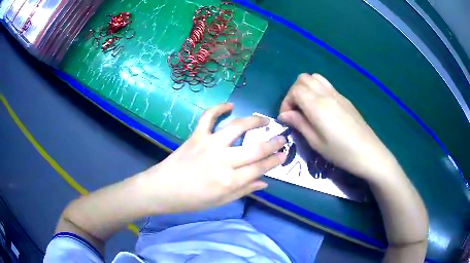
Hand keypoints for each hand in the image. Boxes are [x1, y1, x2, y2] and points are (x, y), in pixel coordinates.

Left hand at [140, 103, 286, 213]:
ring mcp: (209, 145)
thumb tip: (265, 183)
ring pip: (237, 127)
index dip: (274, 161)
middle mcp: (223, 160)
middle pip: (255, 149)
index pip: (260, 168)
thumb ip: (244, 190)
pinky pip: (208, 117)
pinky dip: (218, 108)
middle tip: (282, 138)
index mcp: (230, 180)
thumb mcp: (221, 201)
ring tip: (265, 120)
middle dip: (273, 142)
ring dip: (254, 121)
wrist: (163, 189)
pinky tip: (230, 105)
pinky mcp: (197, 136)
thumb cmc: (192, 200)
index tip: (284, 154)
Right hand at [279, 73, 397, 180]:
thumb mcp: (316, 143)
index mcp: (318, 105)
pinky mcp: (345, 98)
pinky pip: (326, 84)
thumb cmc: (341, 152)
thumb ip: (299, 124)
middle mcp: (326, 94)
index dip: (286, 101)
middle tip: (296, 111)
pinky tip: (321, 108)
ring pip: (315, 77)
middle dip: (294, 92)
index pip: (295, 90)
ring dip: (306, 88)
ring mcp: (337, 94)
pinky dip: (317, 90)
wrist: (369, 152)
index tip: (287, 117)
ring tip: (307, 107)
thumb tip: (284, 114)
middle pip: (303, 79)